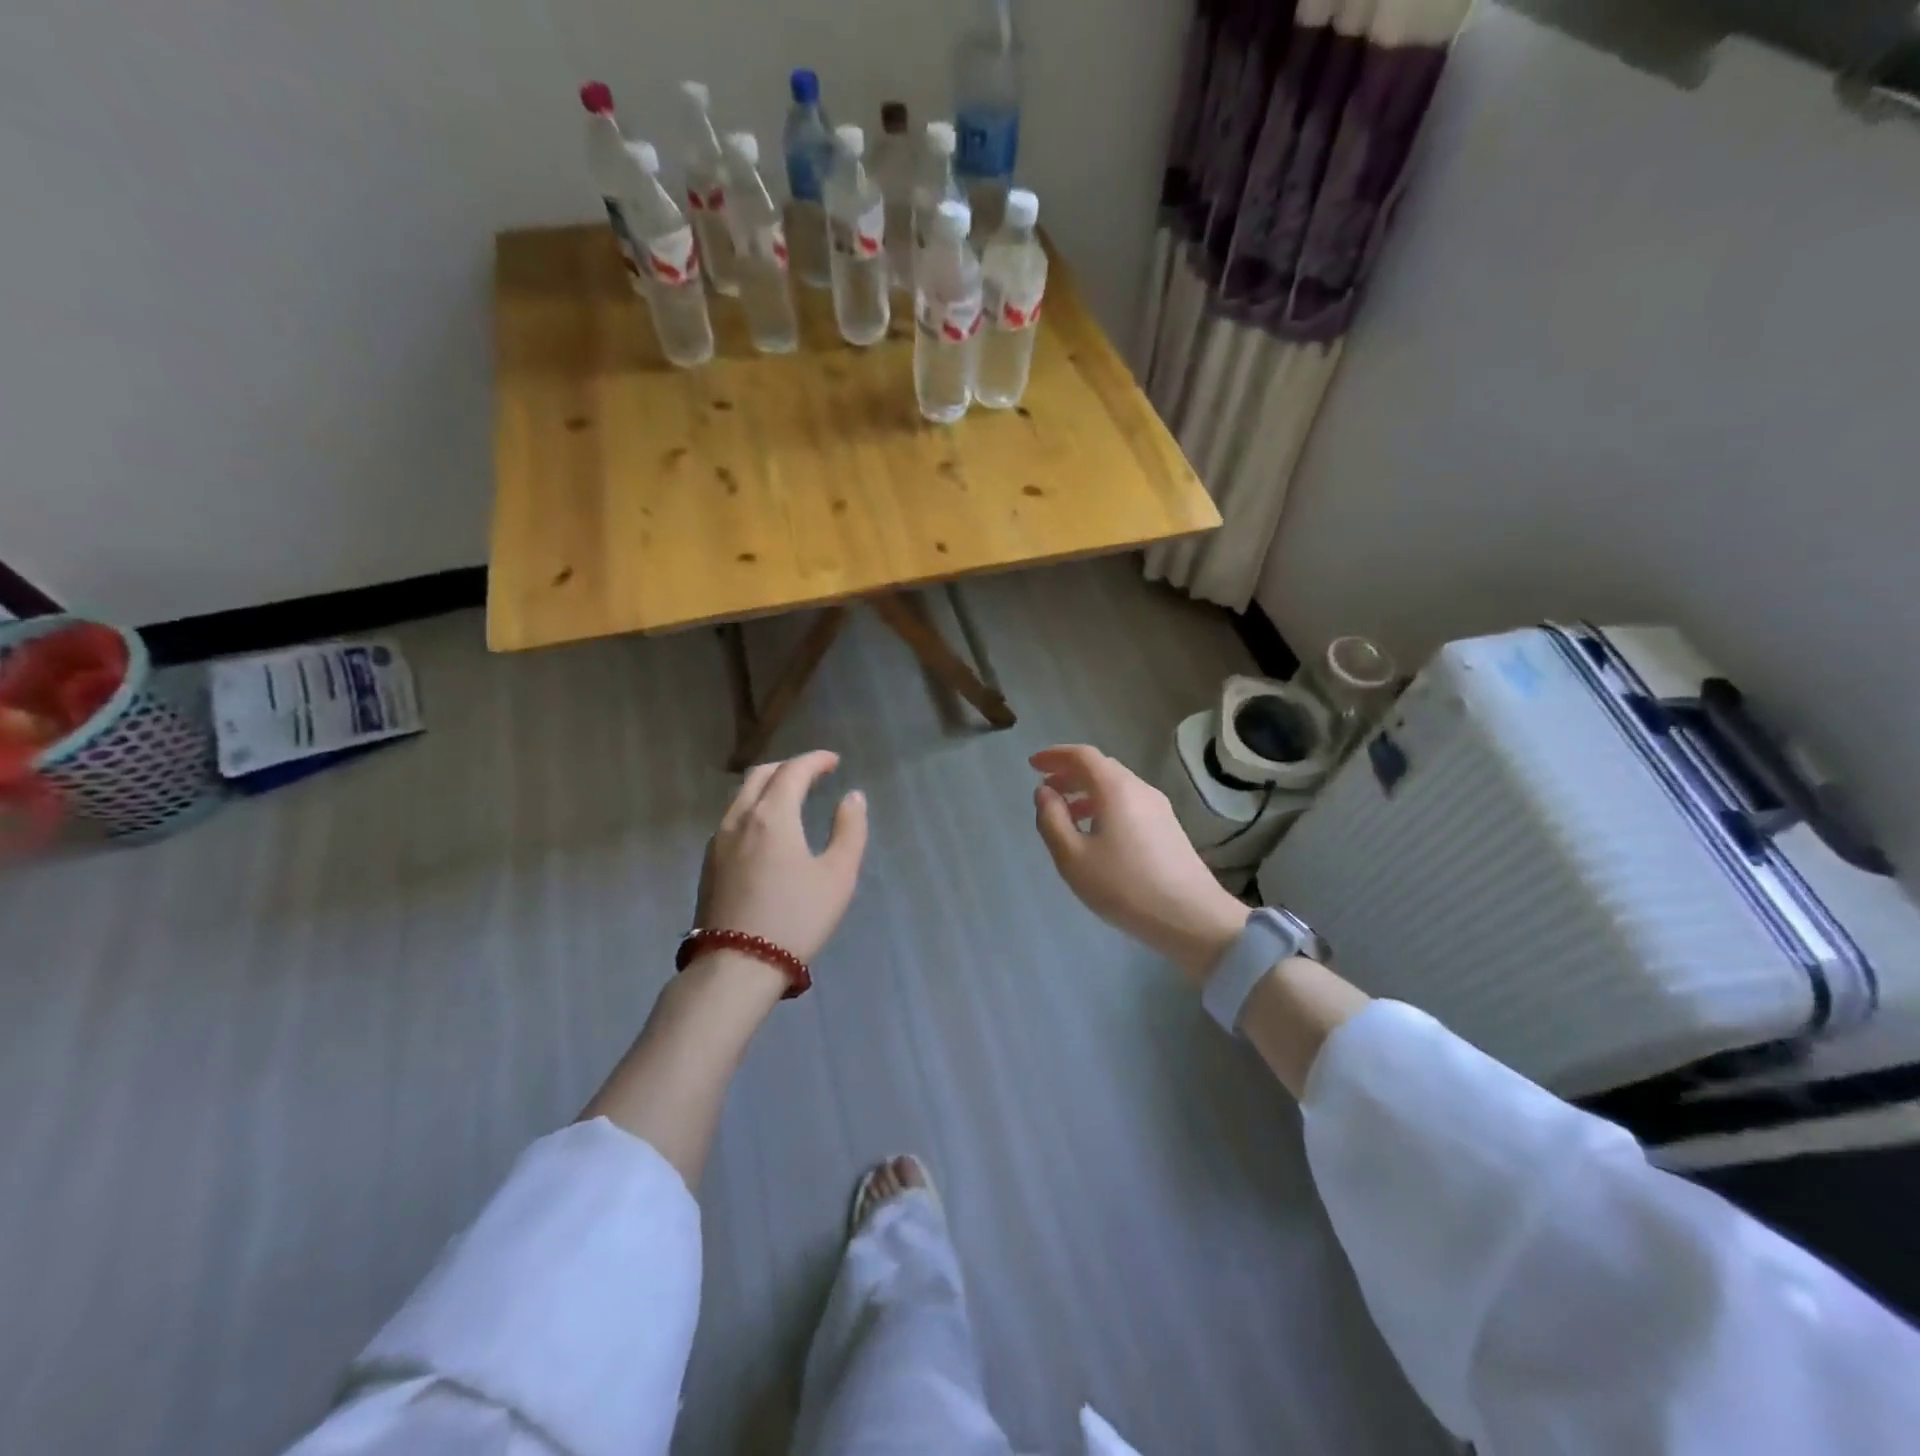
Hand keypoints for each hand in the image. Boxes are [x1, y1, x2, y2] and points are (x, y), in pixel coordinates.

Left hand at [698, 750, 868, 963]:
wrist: (736, 966)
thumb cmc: (796, 918)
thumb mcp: (838, 875)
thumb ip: (849, 830)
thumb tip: (852, 797)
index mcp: (771, 816)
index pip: (793, 771)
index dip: (815, 760)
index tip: (834, 761)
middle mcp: (739, 819)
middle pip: (760, 776)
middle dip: (788, 767)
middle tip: (813, 774)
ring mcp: (718, 842)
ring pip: (741, 797)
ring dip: (768, 787)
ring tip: (791, 798)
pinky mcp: (708, 864)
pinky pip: (732, 819)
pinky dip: (753, 808)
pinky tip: (766, 830)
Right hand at [1031, 744, 1247, 981]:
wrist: (1191, 917)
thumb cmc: (1124, 886)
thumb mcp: (1073, 858)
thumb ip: (1052, 820)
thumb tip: (1044, 792)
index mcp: (1116, 789)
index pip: (1083, 756)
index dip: (1055, 756)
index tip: (1033, 765)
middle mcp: (1139, 789)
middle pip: (1101, 768)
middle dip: (1069, 773)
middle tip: (1046, 790)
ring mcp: (1158, 808)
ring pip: (1116, 787)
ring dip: (1086, 792)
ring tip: (1065, 815)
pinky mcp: (1168, 827)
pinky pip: (1129, 803)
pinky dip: (1104, 806)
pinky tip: (1095, 834)